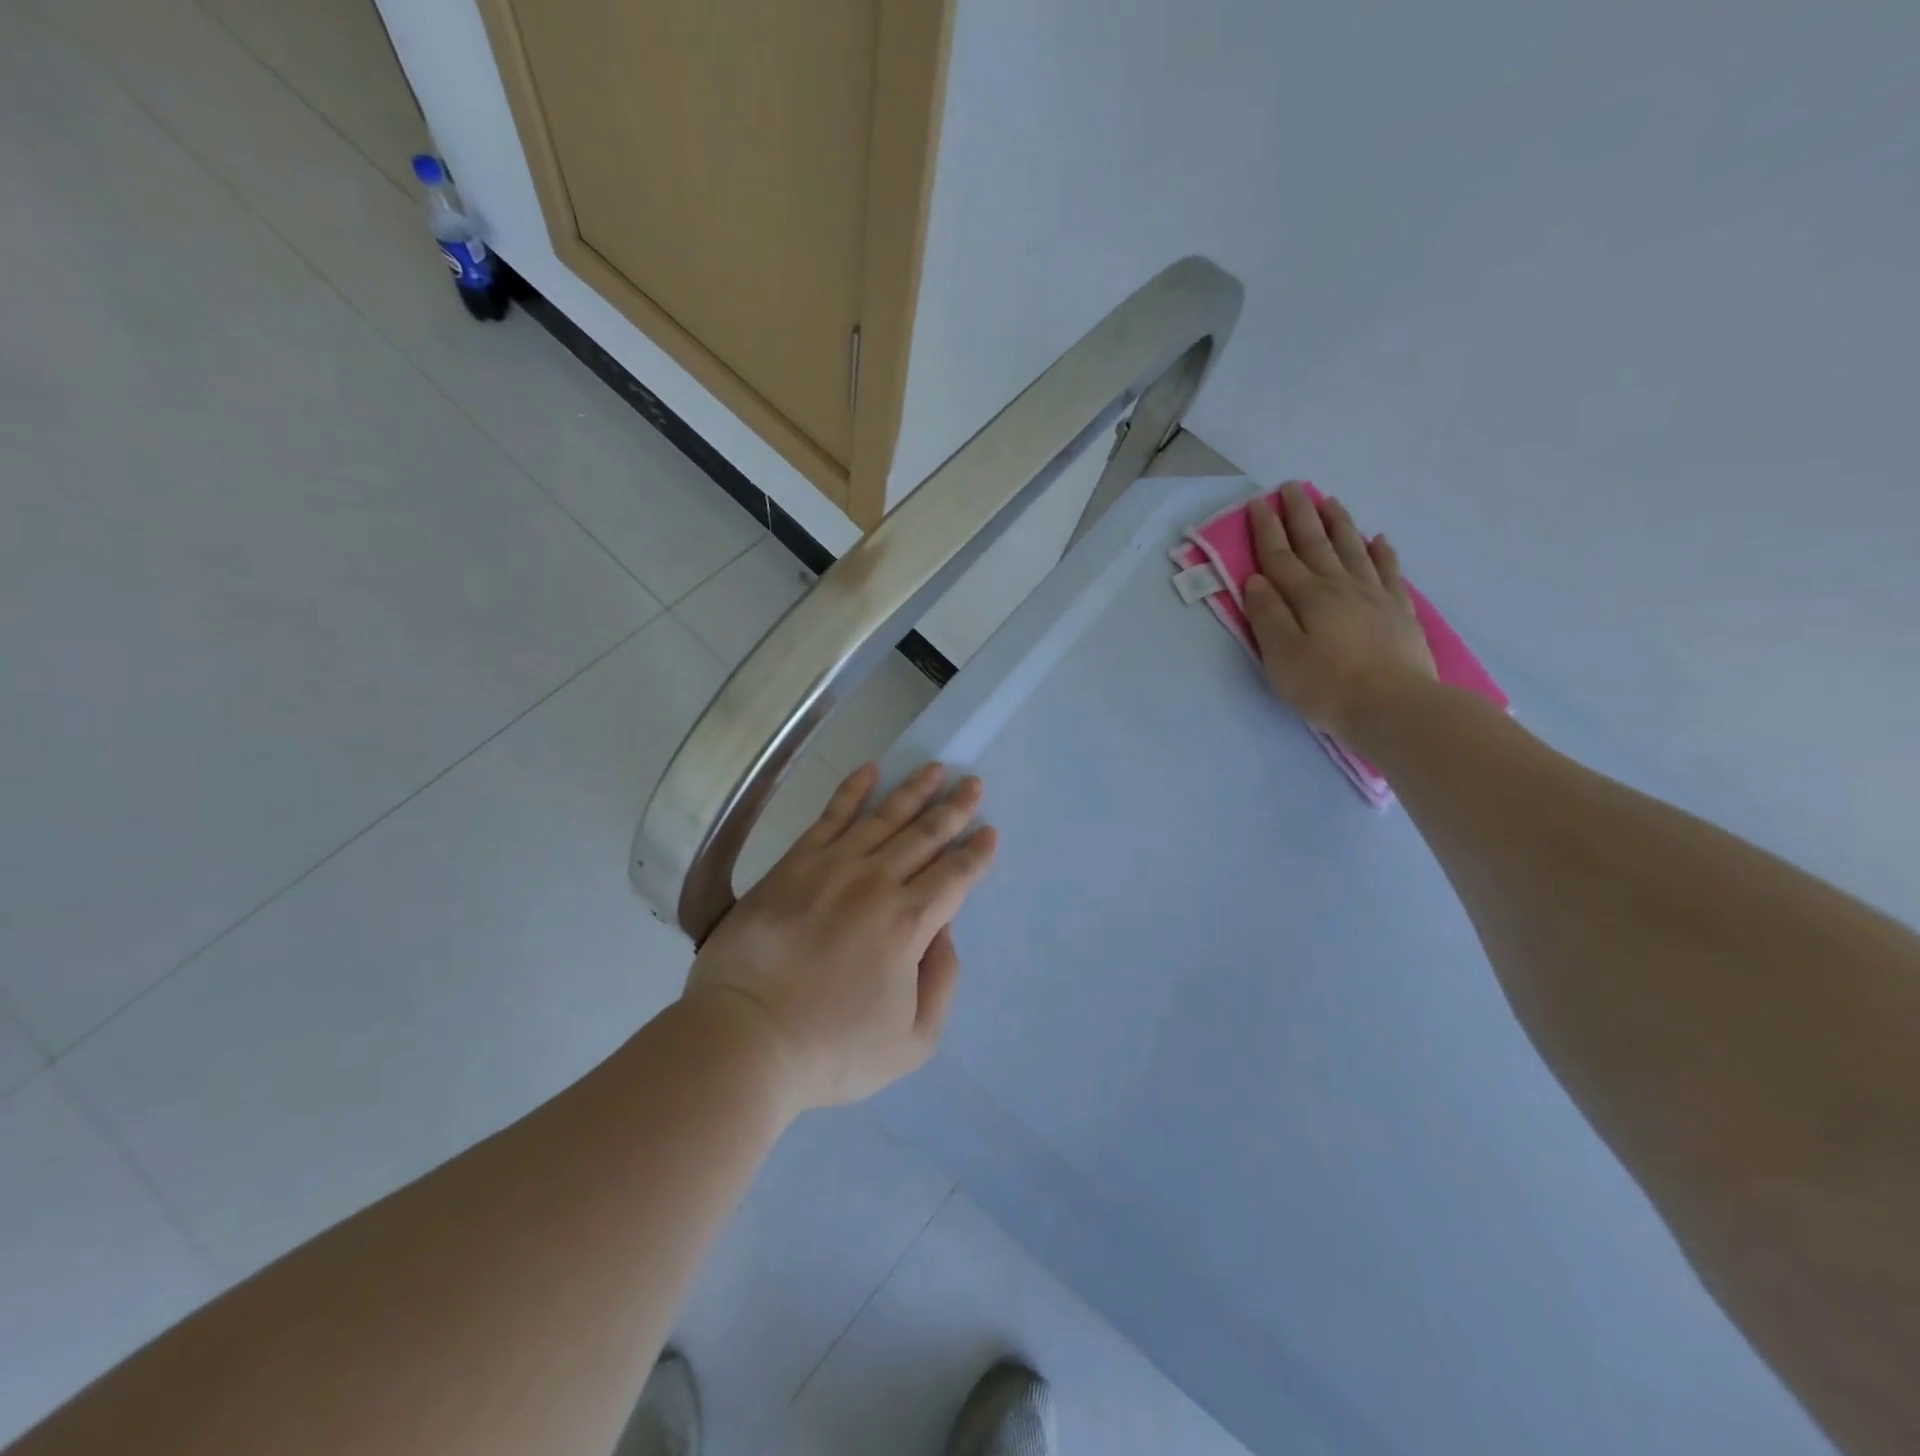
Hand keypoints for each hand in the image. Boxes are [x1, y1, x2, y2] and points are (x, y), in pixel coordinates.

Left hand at [682, 762, 997, 1112]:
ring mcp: (832, 867)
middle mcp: (876, 883)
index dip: (976, 853)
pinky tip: (870, 770)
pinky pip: (829, 816)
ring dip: (913, 790)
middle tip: (972, 782)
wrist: (744, 1038)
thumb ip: (941, 982)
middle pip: (924, 836)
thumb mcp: (912, 1042)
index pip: (954, 876)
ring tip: (935, 769)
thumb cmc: (831, 1049)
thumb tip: (944, 930)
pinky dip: (852, 790)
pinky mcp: (793, 863)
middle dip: (954, 809)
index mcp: (908, 924)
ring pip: (883, 818)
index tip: (990, 831)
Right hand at [1243, 482, 1435, 742]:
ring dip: (1338, 523)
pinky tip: (1378, 539)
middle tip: (1292, 487)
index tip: (1258, 503)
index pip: (1280, 557)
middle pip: (1316, 543)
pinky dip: (1381, 552)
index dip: (1267, 530)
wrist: (1395, 707)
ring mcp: (1374, 596)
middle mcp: (1340, 586)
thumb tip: (1256, 580)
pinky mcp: (1398, 611)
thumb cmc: (1327, 686)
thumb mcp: (1282, 657)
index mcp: (1307, 597)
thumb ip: (1267, 616)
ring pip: (1352, 549)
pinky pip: (1388, 571)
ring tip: (1329, 501)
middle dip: (1301, 514)